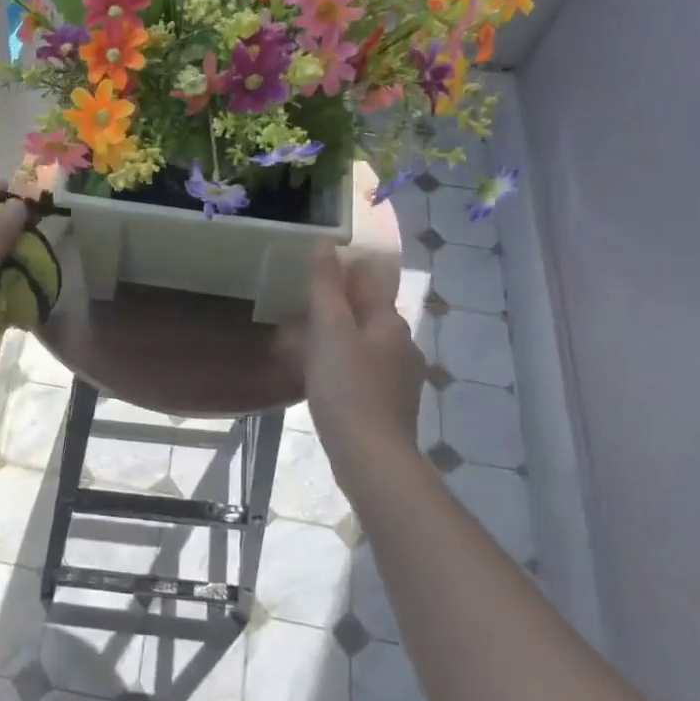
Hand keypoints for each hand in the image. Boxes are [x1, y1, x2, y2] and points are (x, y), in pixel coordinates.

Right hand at [302, 241, 424, 476]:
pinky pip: (363, 370)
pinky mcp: (390, 402)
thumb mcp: (329, 331)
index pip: (367, 281)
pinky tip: (321, 377)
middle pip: (365, 312)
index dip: (340, 271)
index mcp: (389, 321)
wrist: (372, 457)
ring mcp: (399, 376)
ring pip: (364, 343)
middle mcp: (402, 343)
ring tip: (302, 343)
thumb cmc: (347, 388)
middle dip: (335, 307)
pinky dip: (341, 364)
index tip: (310, 271)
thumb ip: (326, 287)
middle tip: (297, 309)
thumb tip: (325, 243)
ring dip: (336, 337)